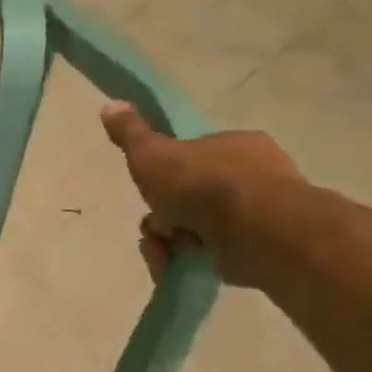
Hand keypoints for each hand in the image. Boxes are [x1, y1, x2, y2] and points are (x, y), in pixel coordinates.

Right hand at [100, 101, 306, 287]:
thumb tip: (110, 105)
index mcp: (236, 146)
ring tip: (163, 252)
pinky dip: (187, 262)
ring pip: (198, 230)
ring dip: (169, 243)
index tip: (151, 192)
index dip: (166, 177)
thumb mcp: (153, 154)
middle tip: (156, 226)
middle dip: (164, 217)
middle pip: (191, 198)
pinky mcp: (261, 251)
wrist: (255, 230)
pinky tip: (174, 266)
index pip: (194, 159)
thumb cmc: (203, 183)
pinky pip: (212, 256)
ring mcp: (261, 216)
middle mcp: (254, 177)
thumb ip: (131, 134)